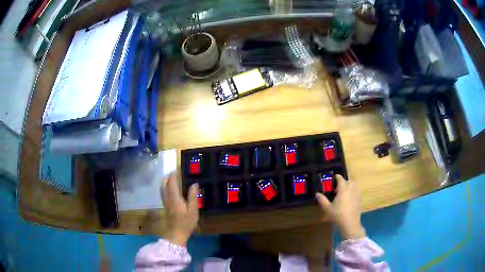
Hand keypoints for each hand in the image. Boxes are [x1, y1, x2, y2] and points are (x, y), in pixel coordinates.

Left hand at [162, 172, 198, 245]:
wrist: (176, 234)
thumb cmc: (186, 223)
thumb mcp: (193, 211)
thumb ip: (193, 197)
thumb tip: (194, 184)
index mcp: (175, 198)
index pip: (172, 182)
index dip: (174, 174)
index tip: (179, 169)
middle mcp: (168, 198)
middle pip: (165, 183)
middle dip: (169, 176)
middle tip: (176, 172)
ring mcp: (165, 202)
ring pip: (163, 188)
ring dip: (166, 181)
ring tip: (173, 178)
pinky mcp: (166, 206)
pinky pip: (164, 192)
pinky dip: (166, 187)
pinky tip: (171, 189)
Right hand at [316, 175, 365, 239]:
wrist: (350, 223)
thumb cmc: (338, 215)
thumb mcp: (327, 208)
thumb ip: (322, 200)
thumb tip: (317, 194)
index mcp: (343, 189)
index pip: (341, 179)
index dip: (337, 177)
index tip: (333, 177)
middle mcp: (351, 189)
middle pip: (349, 180)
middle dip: (344, 181)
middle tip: (338, 186)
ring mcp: (357, 194)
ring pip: (354, 185)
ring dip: (350, 185)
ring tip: (344, 191)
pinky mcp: (359, 199)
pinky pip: (357, 191)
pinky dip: (353, 191)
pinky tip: (349, 198)